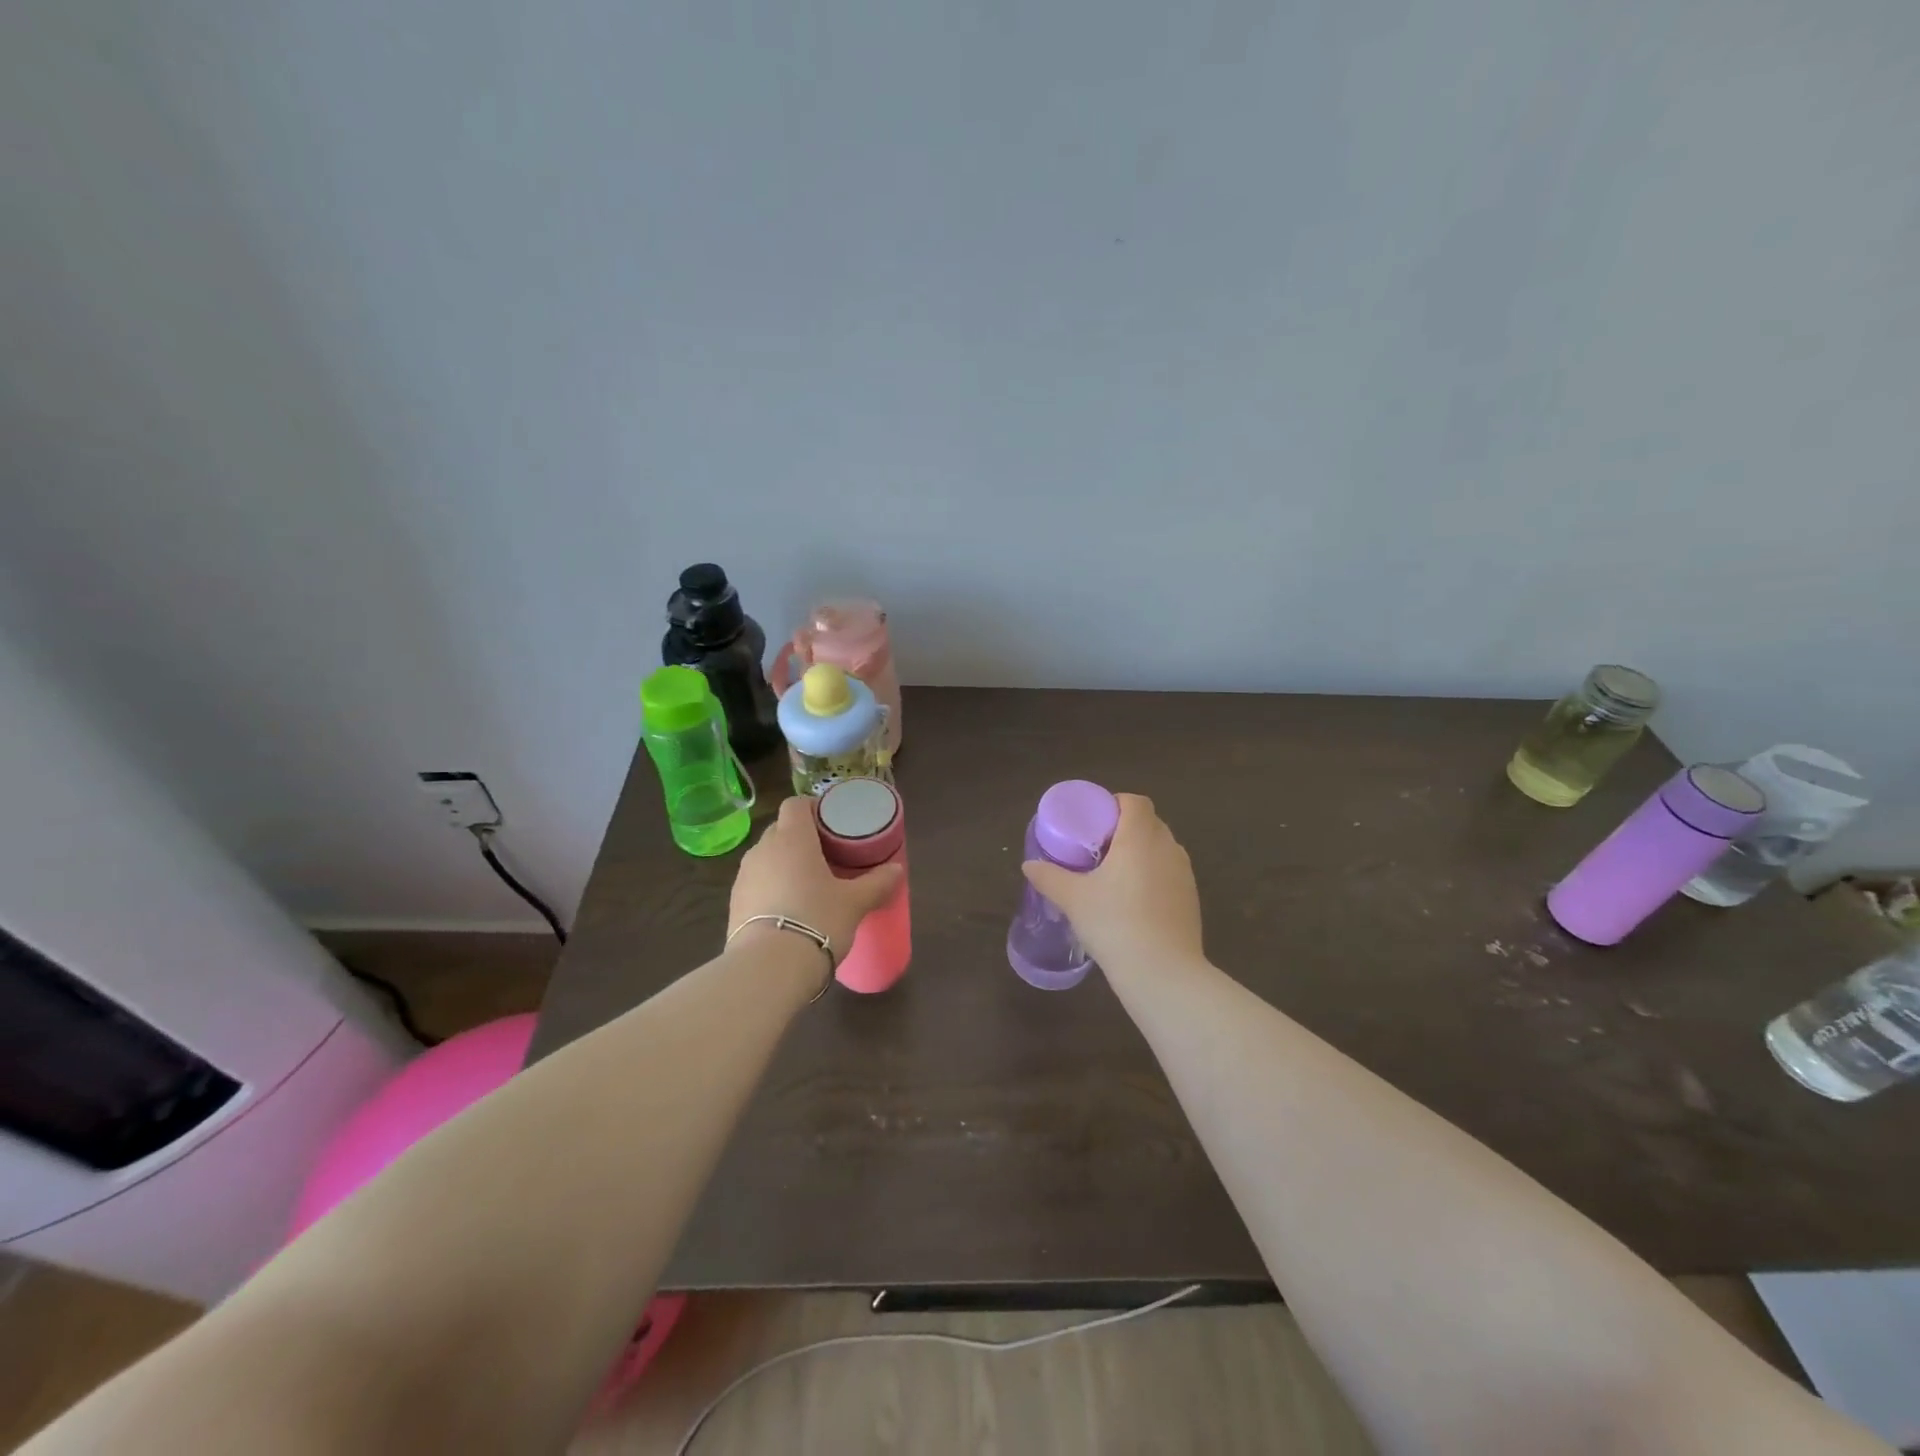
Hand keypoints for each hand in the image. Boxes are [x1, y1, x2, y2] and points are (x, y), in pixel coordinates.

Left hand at [729, 795, 904, 957]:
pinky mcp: (734, 903)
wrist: (769, 968)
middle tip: (826, 855)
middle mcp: (763, 849)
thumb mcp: (855, 902)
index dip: (812, 808)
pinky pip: (756, 883)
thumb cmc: (817, 920)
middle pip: (780, 830)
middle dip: (800, 838)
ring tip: (807, 884)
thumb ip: (877, 883)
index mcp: (792, 838)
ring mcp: (744, 876)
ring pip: (766, 857)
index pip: (795, 804)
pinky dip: (771, 887)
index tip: (830, 823)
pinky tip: (788, 909)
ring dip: (784, 864)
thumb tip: (897, 870)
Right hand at [1022, 794, 1203, 975]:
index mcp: (1140, 837)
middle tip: (1098, 849)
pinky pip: (1170, 874)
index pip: (1135, 802)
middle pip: (1149, 823)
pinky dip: (1154, 877)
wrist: (1163, 973)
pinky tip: (1134, 903)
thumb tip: (1029, 866)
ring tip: (1115, 876)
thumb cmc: (1115, 924)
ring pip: (1162, 849)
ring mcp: (1185, 874)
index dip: (1115, 804)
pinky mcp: (1192, 899)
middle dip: (1125, 829)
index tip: (1094, 822)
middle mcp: (1167, 848)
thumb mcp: (1073, 899)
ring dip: (1141, 853)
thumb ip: (1049, 877)